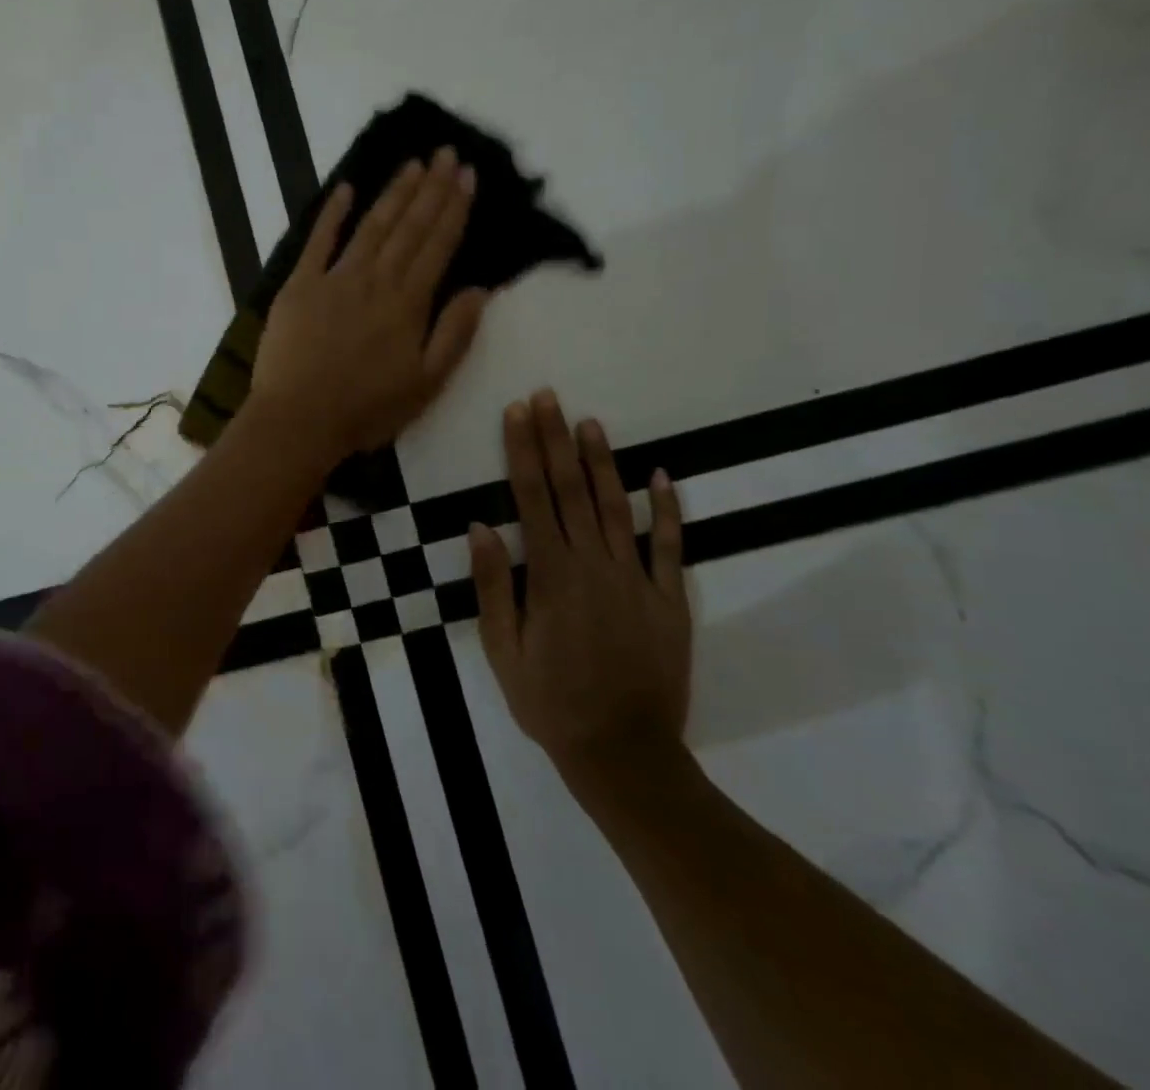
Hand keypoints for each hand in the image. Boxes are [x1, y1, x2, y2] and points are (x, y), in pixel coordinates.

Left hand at [251, 147, 488, 462]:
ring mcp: (334, 278)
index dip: (454, 208)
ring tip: (413, 164)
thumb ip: (455, 334)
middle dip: (430, 188)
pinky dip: (332, 214)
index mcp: (408, 303)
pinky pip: (318, 241)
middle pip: (408, 227)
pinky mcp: (299, 285)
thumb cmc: (365, 410)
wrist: (298, 419)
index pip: (437, 245)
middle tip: (446, 153)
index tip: (468, 175)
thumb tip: (481, 289)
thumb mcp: (426, 384)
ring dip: (393, 193)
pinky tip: (346, 188)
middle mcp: (375, 280)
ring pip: (371, 226)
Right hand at [473, 392, 690, 798]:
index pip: (531, 497)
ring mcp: (636, 580)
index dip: (522, 450)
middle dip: (556, 439)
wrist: (624, 753)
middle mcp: (594, 565)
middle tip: (548, 397)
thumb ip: (492, 586)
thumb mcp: (502, 650)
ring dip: (602, 461)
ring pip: (616, 507)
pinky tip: (661, 476)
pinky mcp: (669, 600)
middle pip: (570, 490)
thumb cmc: (550, 702)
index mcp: (550, 575)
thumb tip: (480, 526)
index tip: (517, 412)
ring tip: (590, 422)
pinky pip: (669, 546)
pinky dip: (666, 509)